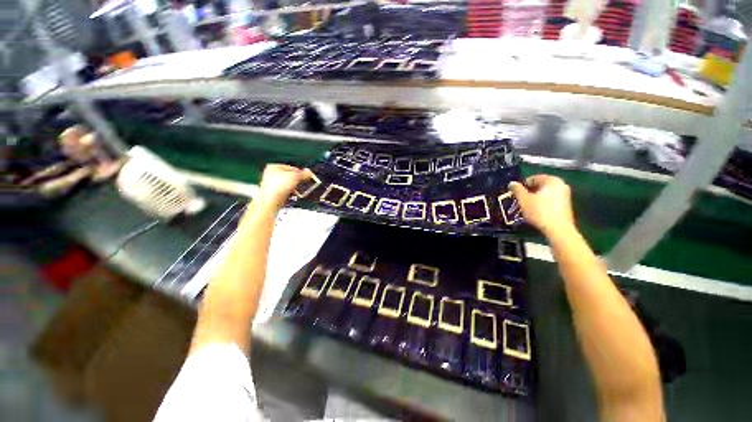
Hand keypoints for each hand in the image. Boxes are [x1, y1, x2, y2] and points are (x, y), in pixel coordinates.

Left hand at [256, 164, 311, 209]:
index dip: (299, 172)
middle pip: (289, 176)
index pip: (290, 167)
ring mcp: (271, 185)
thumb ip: (303, 174)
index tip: (305, 176)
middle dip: (296, 180)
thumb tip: (309, 173)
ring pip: (287, 185)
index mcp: (273, 167)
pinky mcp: (273, 194)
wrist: (271, 200)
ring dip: (294, 187)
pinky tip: (292, 194)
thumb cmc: (279, 186)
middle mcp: (270, 175)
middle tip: (303, 183)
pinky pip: (285, 192)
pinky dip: (289, 193)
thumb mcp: (295, 177)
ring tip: (298, 190)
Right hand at [509, 175, 574, 236]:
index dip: (522, 185)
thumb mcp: (523, 199)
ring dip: (535, 198)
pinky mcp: (566, 205)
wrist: (558, 229)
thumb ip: (517, 189)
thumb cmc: (539, 211)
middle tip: (520, 200)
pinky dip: (543, 203)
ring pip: (545, 194)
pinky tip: (536, 211)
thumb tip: (512, 183)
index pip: (533, 178)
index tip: (515, 193)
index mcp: (552, 180)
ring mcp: (566, 195)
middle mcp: (561, 184)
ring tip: (526, 206)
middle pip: (540, 186)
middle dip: (529, 192)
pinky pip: (551, 200)